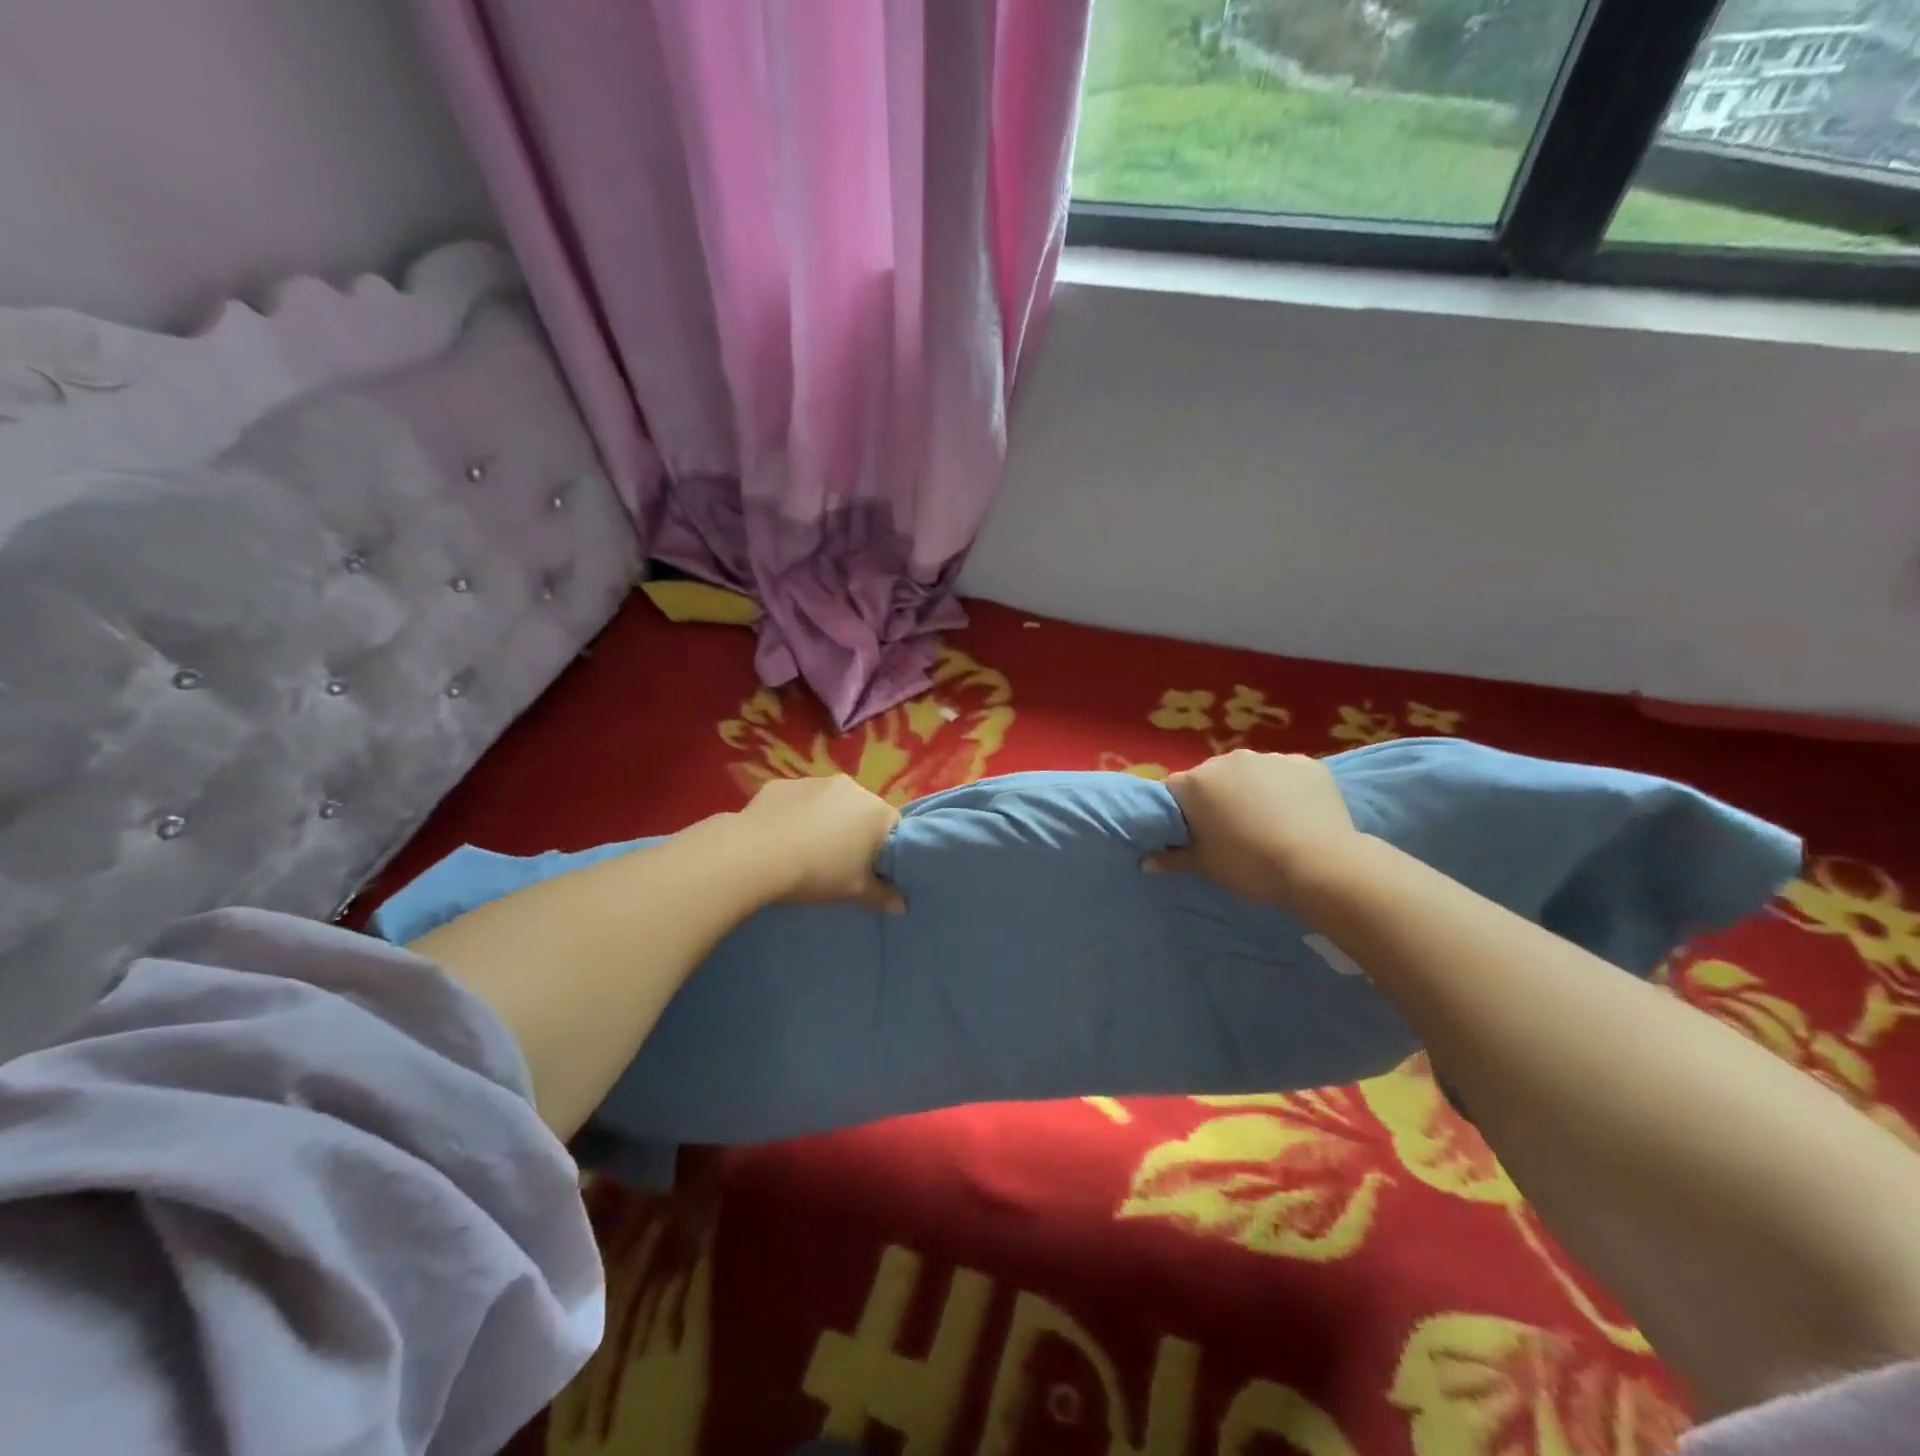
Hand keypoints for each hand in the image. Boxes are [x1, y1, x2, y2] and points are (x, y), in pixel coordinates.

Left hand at [738, 775, 904, 912]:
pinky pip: (797, 801)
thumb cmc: (819, 872)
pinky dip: (794, 814)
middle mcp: (851, 787)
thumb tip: (901, 906)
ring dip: (824, 820)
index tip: (872, 868)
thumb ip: (882, 896)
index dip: (885, 848)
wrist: (757, 854)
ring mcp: (814, 781)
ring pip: (828, 802)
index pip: (894, 826)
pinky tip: (781, 837)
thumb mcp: (855, 890)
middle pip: (861, 810)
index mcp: (876, 810)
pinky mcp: (782, 784)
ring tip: (806, 849)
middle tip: (839, 861)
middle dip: (854, 831)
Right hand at [1148, 750, 1358, 905]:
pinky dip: (1287, 789)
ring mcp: (1269, 758)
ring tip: (1269, 823)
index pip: (1174, 791)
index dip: (1181, 812)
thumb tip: (1147, 862)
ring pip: (1251, 773)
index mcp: (1196, 782)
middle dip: (1218, 798)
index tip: (1194, 833)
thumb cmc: (1251, 866)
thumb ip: (1173, 859)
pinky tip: (1298, 814)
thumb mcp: (1206, 867)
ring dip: (1252, 791)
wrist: (1320, 866)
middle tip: (1232, 831)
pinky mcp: (1306, 763)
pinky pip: (1286, 774)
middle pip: (1213, 778)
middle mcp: (1228, 760)